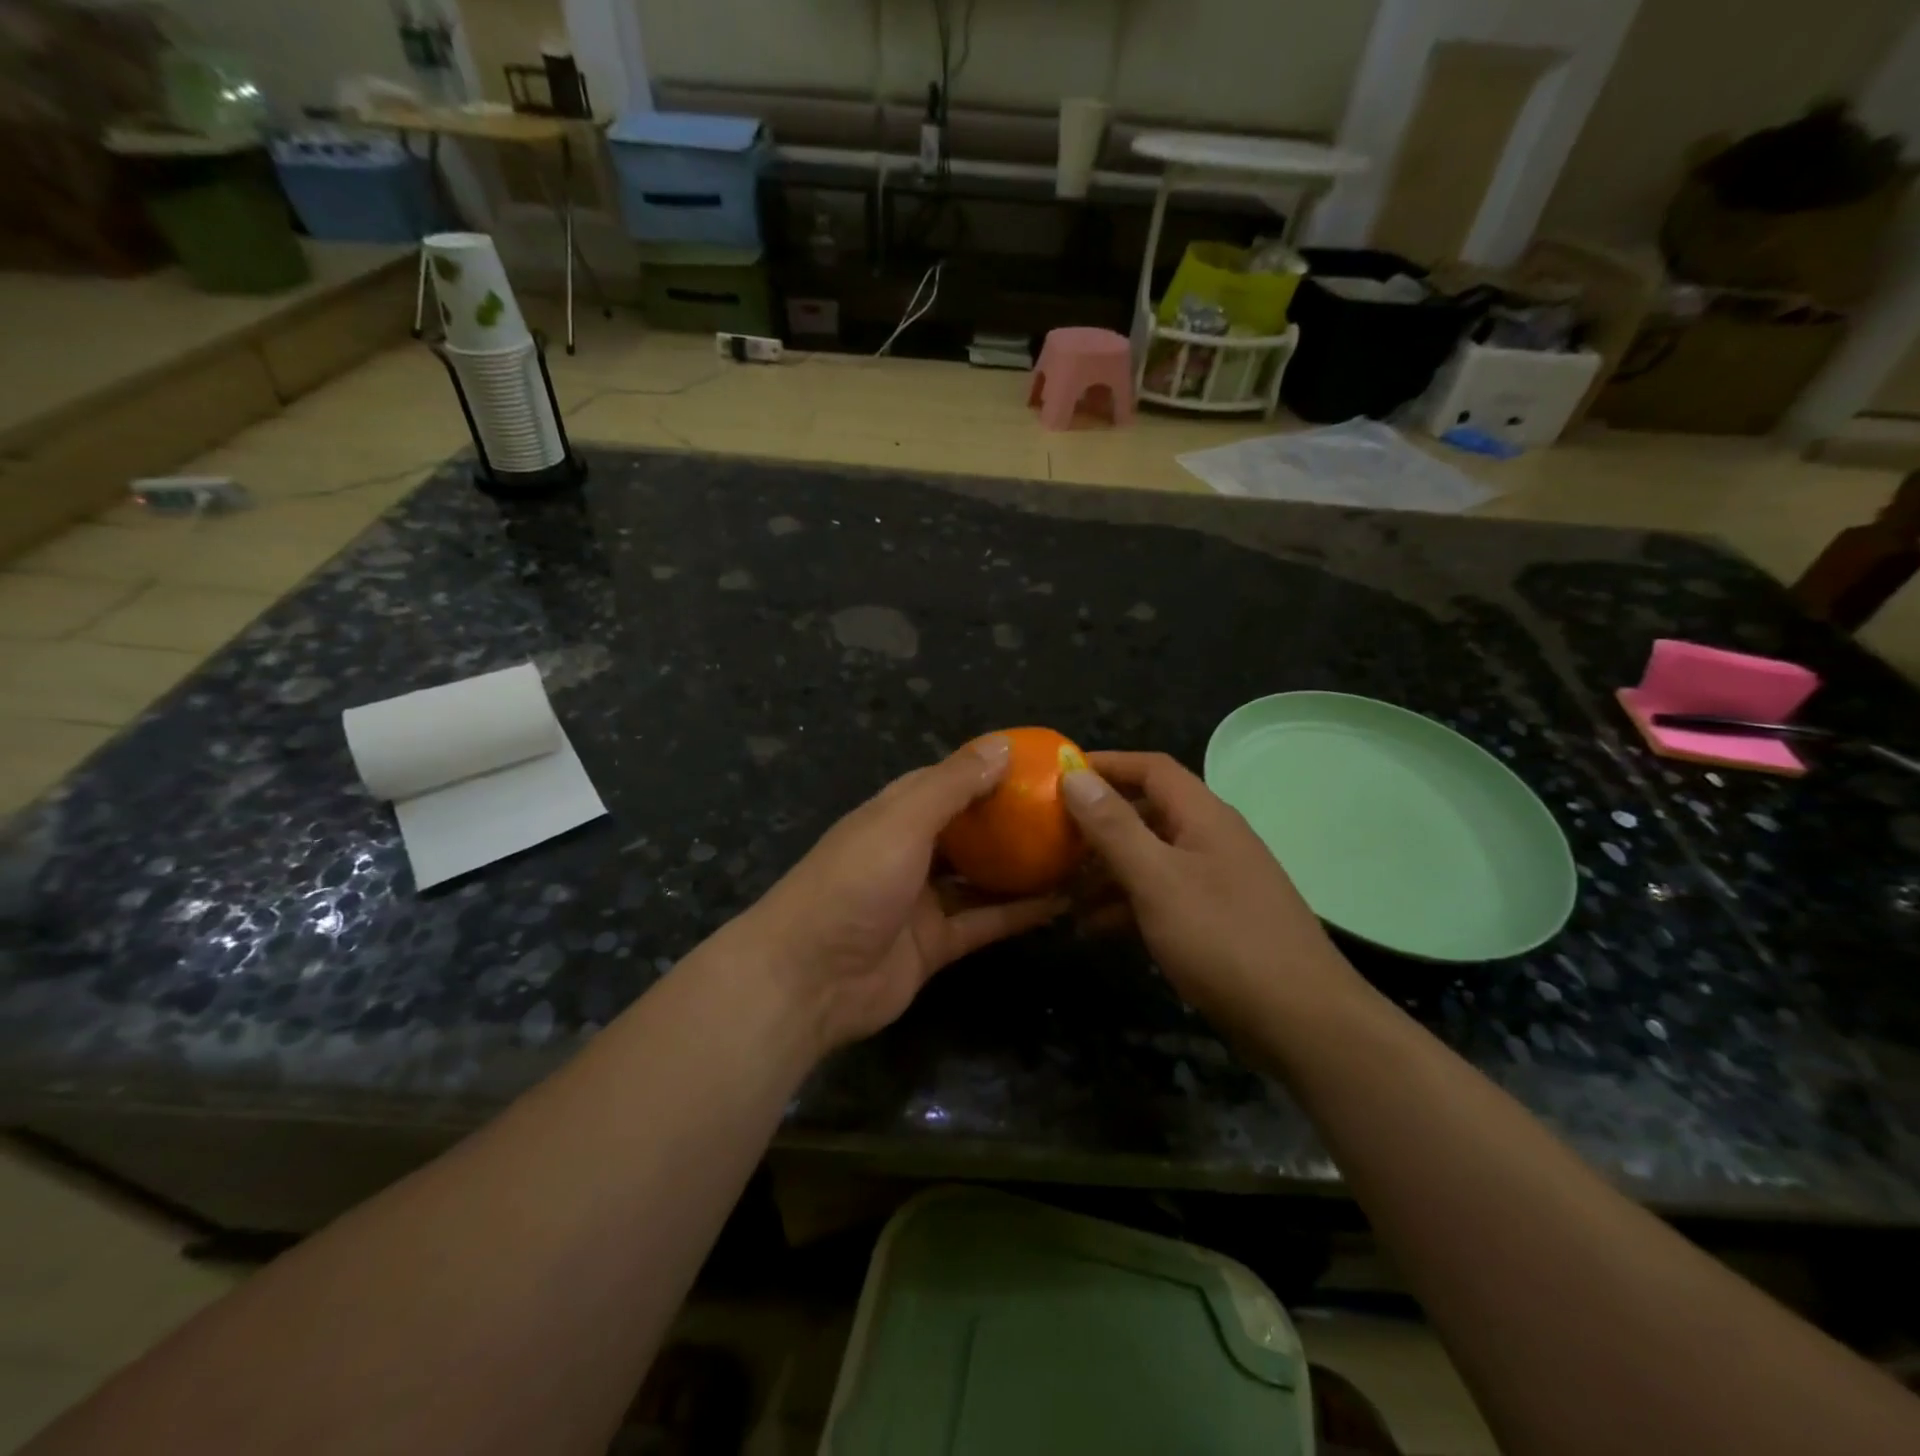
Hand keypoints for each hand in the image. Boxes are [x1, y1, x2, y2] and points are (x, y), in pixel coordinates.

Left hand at [740, 737, 1065, 1056]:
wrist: (808, 978)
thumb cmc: (854, 882)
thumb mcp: (903, 821)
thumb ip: (953, 785)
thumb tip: (1003, 745)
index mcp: (896, 814)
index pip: (949, 781)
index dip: (990, 771)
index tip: (1040, 765)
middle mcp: (911, 851)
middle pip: (970, 829)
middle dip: (1013, 821)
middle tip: (1069, 812)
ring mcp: (923, 899)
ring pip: (982, 877)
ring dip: (1022, 867)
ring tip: (1076, 853)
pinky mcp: (936, 943)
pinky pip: (985, 922)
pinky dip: (1019, 913)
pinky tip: (1063, 902)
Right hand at [1060, 752, 1361, 1030]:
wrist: (1303, 1022)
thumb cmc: (1224, 939)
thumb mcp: (1157, 879)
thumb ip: (1114, 827)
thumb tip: (1074, 775)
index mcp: (1204, 816)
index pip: (1151, 768)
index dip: (1106, 764)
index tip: (1058, 774)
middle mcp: (1212, 839)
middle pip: (1147, 812)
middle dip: (1097, 823)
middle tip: (1050, 838)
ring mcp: (1217, 880)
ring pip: (1150, 857)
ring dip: (1106, 869)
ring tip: (1060, 890)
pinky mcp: (1216, 919)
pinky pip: (1162, 895)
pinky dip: (1127, 903)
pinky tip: (1094, 927)